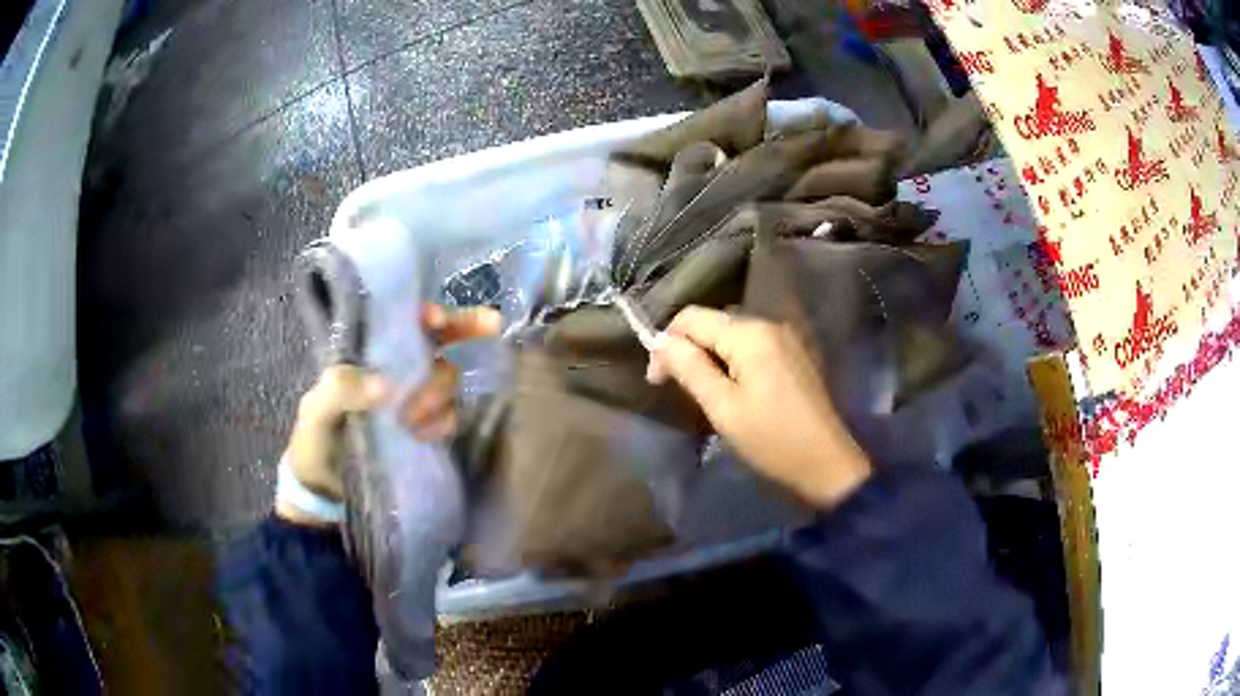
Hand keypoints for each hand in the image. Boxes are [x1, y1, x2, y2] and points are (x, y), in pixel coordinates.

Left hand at [278, 305, 500, 523]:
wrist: (325, 494)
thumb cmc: (315, 444)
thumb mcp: (315, 414)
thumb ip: (339, 390)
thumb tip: (385, 385)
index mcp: (364, 356)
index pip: (401, 322)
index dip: (428, 314)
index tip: (439, 320)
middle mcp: (394, 370)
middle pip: (437, 349)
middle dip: (434, 372)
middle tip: (420, 401)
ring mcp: (413, 399)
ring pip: (446, 381)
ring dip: (437, 401)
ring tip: (411, 426)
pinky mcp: (426, 427)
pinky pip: (451, 413)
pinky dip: (443, 423)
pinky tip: (423, 437)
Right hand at [646, 306, 870, 507]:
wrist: (827, 463)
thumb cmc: (771, 439)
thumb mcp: (723, 407)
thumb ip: (689, 368)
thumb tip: (659, 341)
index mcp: (750, 333)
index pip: (692, 317)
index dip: (666, 343)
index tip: (657, 381)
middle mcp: (770, 323)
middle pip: (714, 323)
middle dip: (688, 349)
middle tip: (678, 390)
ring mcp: (787, 338)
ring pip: (733, 335)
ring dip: (711, 356)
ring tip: (704, 393)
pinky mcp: (796, 355)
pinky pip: (754, 347)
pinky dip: (734, 362)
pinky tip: (733, 390)